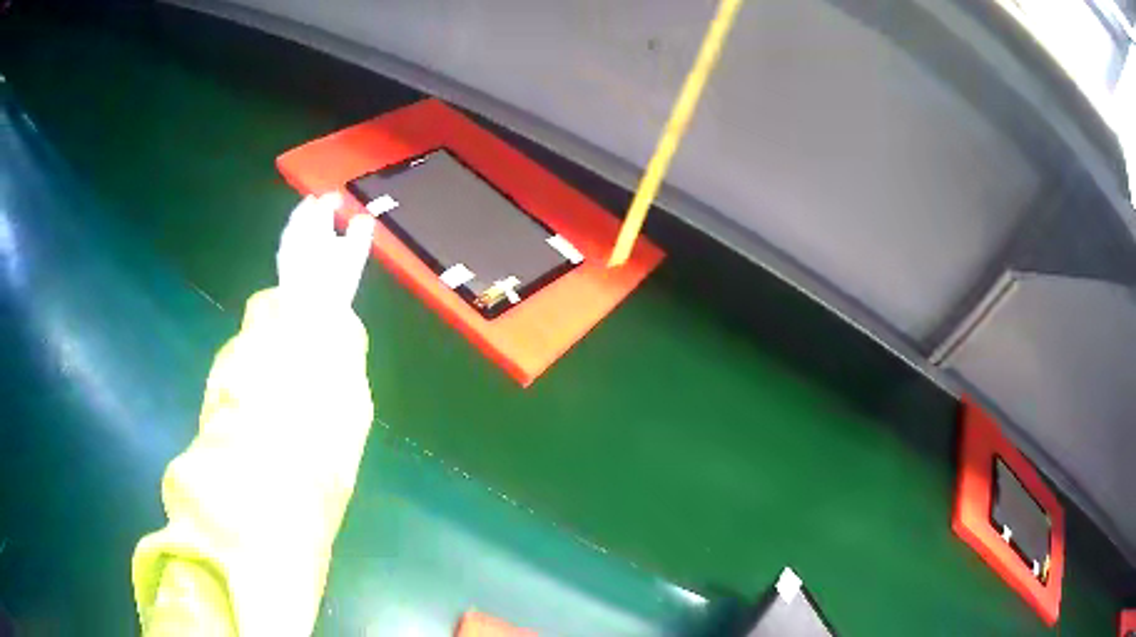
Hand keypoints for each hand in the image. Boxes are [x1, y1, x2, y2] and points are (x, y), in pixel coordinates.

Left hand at [276, 192, 375, 307]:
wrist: (308, 313)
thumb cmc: (334, 284)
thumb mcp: (354, 256)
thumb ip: (359, 233)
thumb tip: (364, 218)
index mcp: (318, 229)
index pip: (323, 207)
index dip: (331, 200)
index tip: (339, 197)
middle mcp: (300, 235)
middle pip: (303, 215)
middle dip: (310, 206)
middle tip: (315, 200)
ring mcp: (289, 251)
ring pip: (291, 228)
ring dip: (297, 219)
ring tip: (302, 216)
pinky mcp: (283, 267)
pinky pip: (285, 244)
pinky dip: (290, 236)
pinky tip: (291, 241)